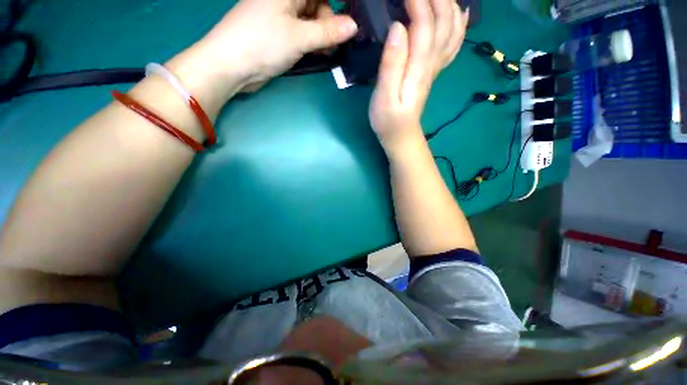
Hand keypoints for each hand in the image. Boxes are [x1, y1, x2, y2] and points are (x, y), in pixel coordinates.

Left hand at [171, 0, 356, 100]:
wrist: (231, 65)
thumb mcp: (300, 37)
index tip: (350, 17)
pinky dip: (312, 41)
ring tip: (326, 51)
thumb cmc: (263, 43)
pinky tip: (317, 52)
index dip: (338, 3)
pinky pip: (302, 32)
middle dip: (329, 22)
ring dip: (322, 35)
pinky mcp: (279, 32)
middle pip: (316, 4)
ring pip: (310, 19)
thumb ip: (328, 32)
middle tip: (334, 42)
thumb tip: (353, 27)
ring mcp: (281, 15)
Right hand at [369, 0, 468, 155]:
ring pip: (452, 29)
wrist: (401, 136)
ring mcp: (435, 67)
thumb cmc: (388, 120)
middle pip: (443, 22)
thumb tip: (399, 28)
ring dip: (449, 5)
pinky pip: (453, 44)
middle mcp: (432, 63)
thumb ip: (391, 64)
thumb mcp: (384, 97)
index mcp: (418, 68)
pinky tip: (460, 12)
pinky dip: (459, 24)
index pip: (425, 25)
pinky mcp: (432, 71)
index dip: (419, 1)